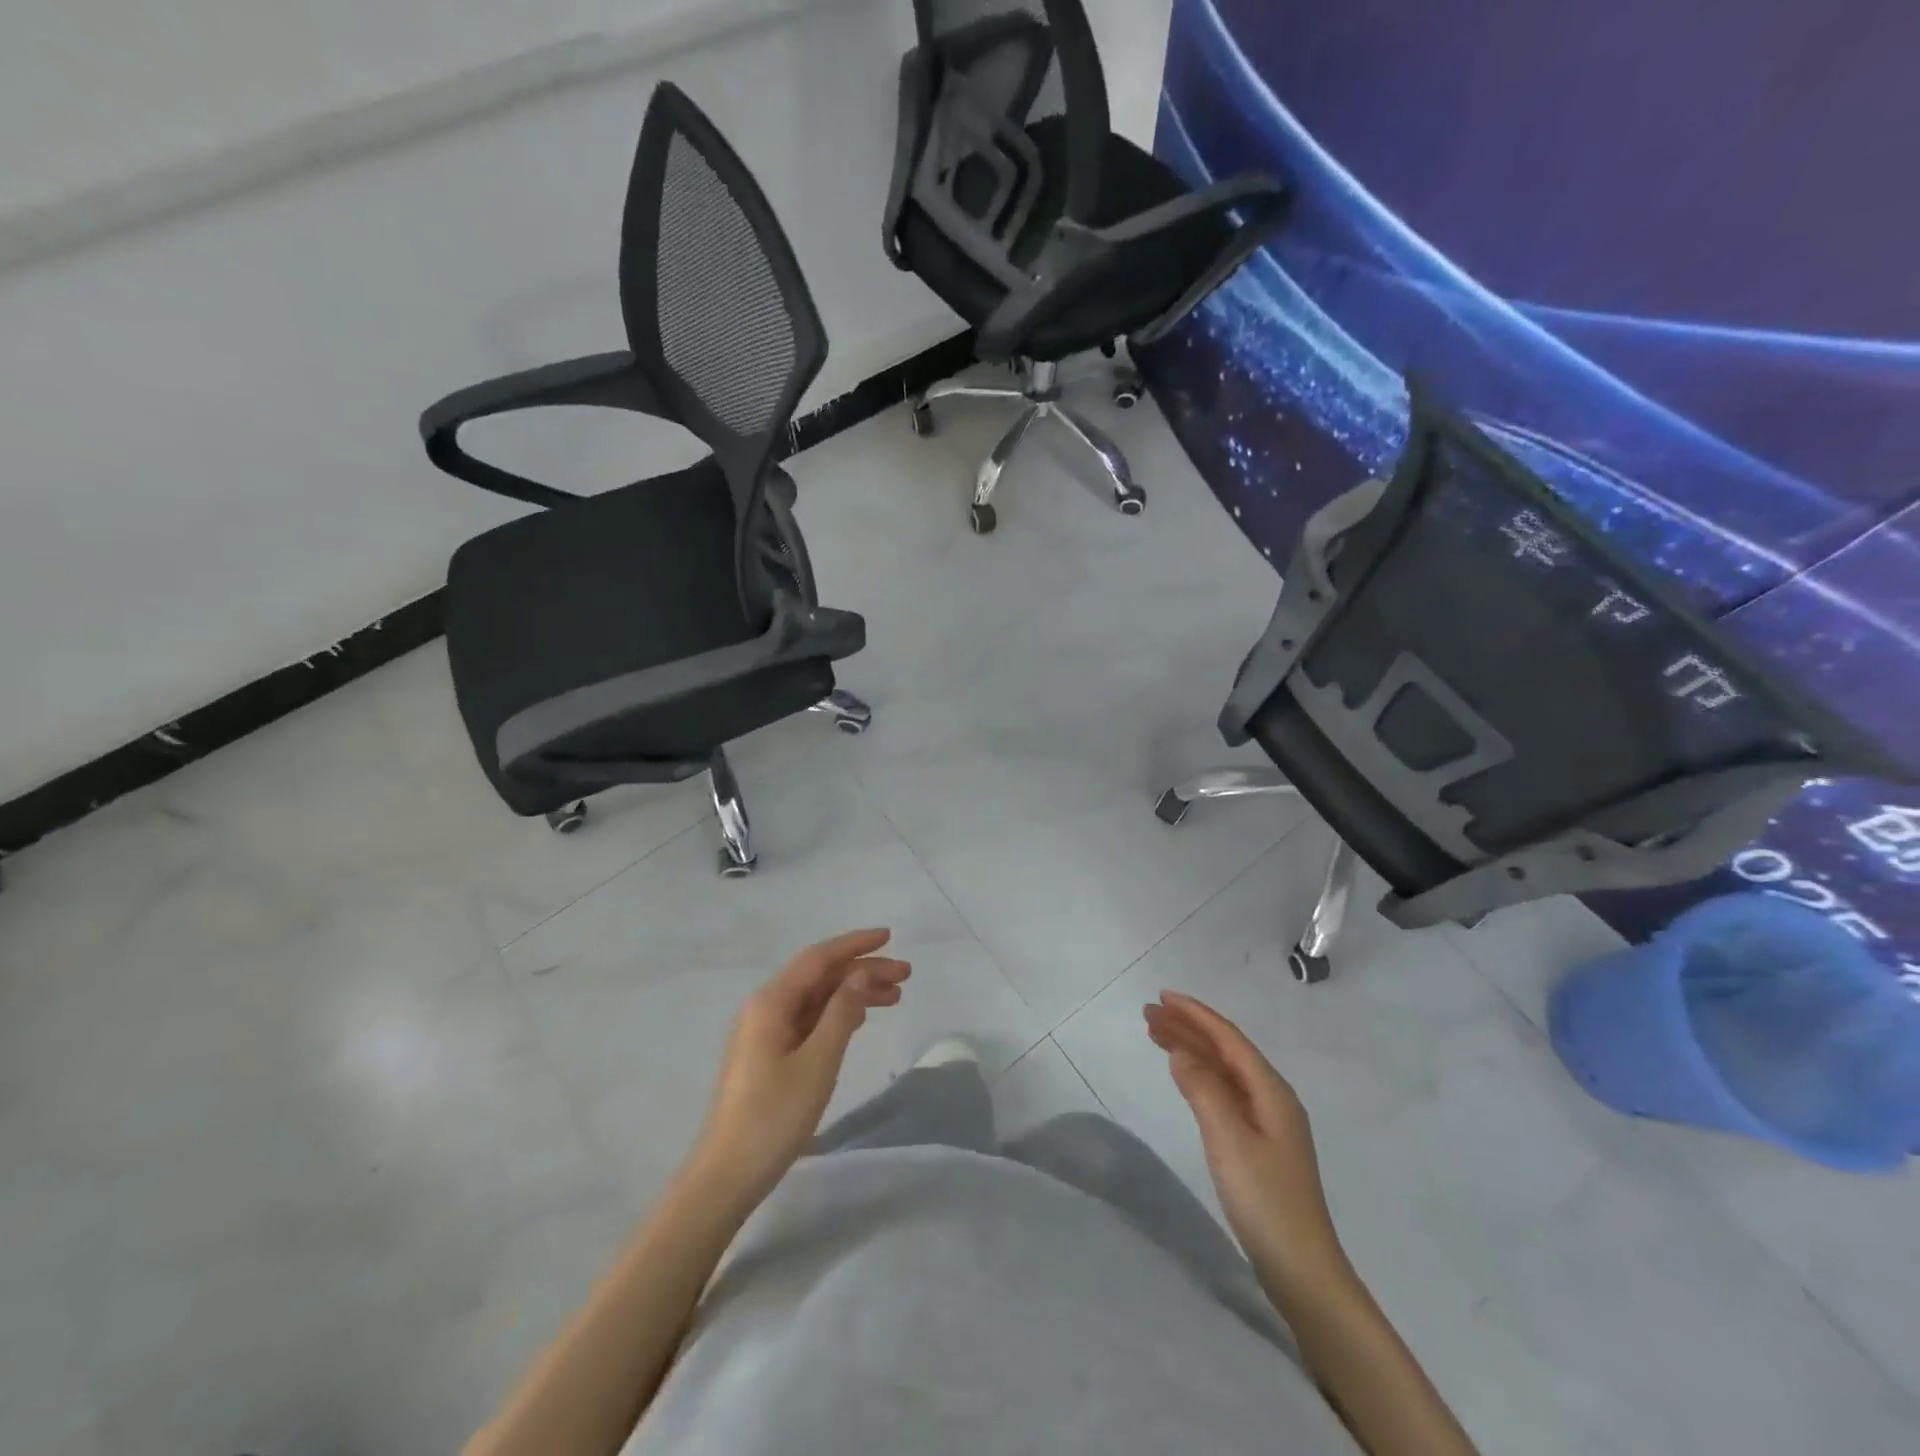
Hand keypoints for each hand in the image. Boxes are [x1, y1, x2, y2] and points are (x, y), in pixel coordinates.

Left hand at [692, 928, 910, 1199]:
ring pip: (817, 998)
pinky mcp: (769, 1055)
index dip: (855, 944)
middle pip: (820, 976)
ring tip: (894, 997)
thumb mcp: (818, 1062)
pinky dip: (838, 1014)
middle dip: (862, 970)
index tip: (890, 938)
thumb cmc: (774, 1116)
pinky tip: (861, 1019)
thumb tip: (860, 974)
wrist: (727, 1175)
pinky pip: (809, 1019)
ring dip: (854, 993)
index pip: (819, 958)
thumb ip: (842, 1013)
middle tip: (905, 976)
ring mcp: (765, 1032)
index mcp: (772, 1002)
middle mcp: (766, 1007)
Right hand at [1144, 991, 1347, 1294]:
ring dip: (1191, 1050)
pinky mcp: (1259, 1144)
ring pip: (1223, 1071)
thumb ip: (1203, 1089)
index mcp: (1271, 1090)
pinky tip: (1185, 1076)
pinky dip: (1200, 1076)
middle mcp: (1272, 1098)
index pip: (1228, 1038)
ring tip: (1155, 1036)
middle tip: (1147, 1015)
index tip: (1161, 997)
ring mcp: (1268, 1123)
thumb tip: (1181, 1051)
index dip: (1195, 1014)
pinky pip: (1224, 1092)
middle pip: (1225, 1050)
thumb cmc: (1264, 1199)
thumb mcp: (1228, 1139)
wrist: (1302, 1269)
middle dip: (1187, 1028)